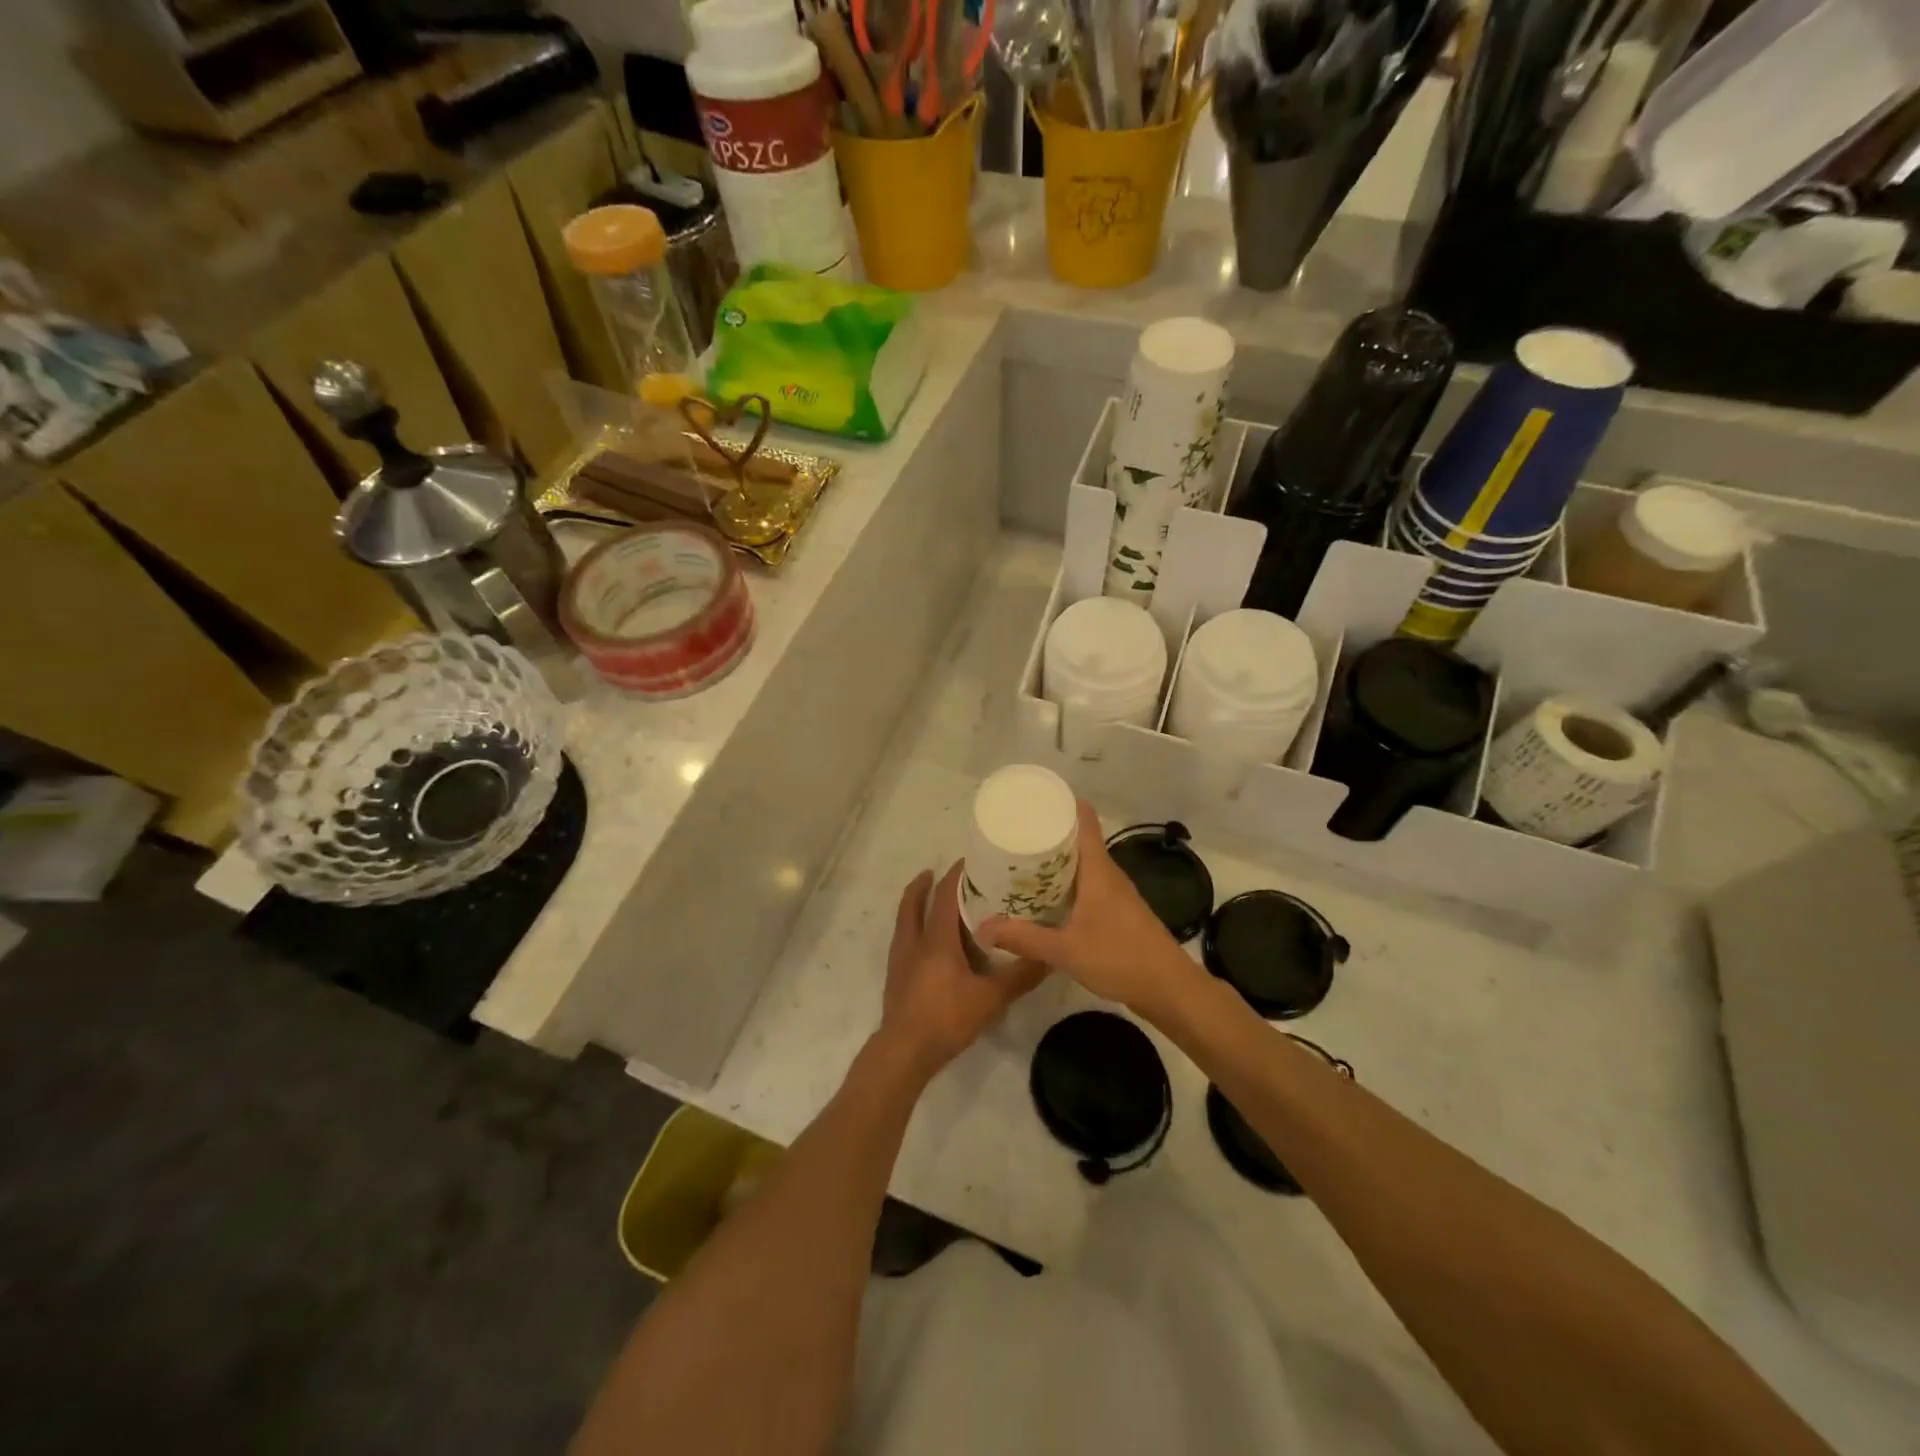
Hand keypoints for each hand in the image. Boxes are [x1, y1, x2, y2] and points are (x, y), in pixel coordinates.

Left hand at [878, 862, 1046, 1080]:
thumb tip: (1050, 956)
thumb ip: (1020, 976)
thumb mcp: (991, 998)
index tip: (971, 860)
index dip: (956, 874)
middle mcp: (914, 941)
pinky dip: (916, 928)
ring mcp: (901, 959)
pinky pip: (905, 939)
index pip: (945, 894)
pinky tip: (931, 943)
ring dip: (916, 904)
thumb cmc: (946, 1018)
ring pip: (905, 920)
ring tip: (934, 901)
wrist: (904, 1052)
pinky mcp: (896, 976)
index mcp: (936, 938)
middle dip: (925, 884)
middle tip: (943, 873)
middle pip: (913, 901)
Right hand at [980, 800, 1200, 1019]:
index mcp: (1098, 870)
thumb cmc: (1120, 958)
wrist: (1170, 990)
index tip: (1032, 801)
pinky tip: (1046, 901)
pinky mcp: (1118, 913)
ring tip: (1021, 865)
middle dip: (1048, 835)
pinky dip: (1066, 885)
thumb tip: (983, 928)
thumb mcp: (1065, 950)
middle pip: (1079, 840)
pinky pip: (1087, 886)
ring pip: (1082, 865)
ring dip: (1056, 863)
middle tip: (1013, 837)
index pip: (1084, 820)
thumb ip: (1024, 938)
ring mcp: (1116, 894)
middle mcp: (1108, 874)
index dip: (1061, 804)